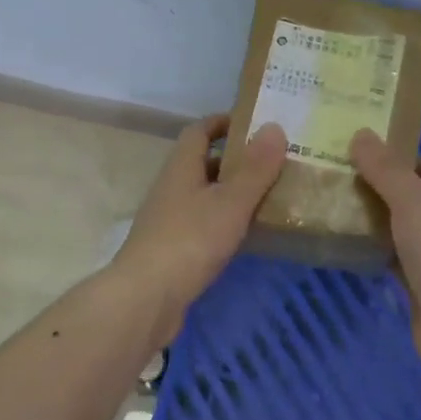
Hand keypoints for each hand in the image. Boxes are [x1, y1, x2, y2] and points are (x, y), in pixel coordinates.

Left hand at [112, 114, 287, 337]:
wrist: (146, 298)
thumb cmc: (190, 240)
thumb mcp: (230, 201)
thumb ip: (255, 168)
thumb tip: (274, 126)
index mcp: (181, 167)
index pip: (199, 131)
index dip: (224, 122)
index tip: (255, 123)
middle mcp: (171, 188)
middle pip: (203, 163)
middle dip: (235, 160)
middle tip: (273, 162)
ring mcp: (169, 220)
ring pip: (204, 195)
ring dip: (232, 192)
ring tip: (270, 195)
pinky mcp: (172, 249)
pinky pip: (203, 223)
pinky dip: (225, 221)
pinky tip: (247, 233)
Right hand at [350, 128, 420, 378]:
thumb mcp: (413, 202)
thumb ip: (386, 169)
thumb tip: (361, 134)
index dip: (407, 160)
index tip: (369, 155)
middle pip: (416, 199)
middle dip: (384, 188)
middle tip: (344, 177)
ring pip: (403, 230)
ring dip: (376, 220)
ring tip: (337, 206)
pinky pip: (394, 260)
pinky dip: (374, 251)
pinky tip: (346, 244)